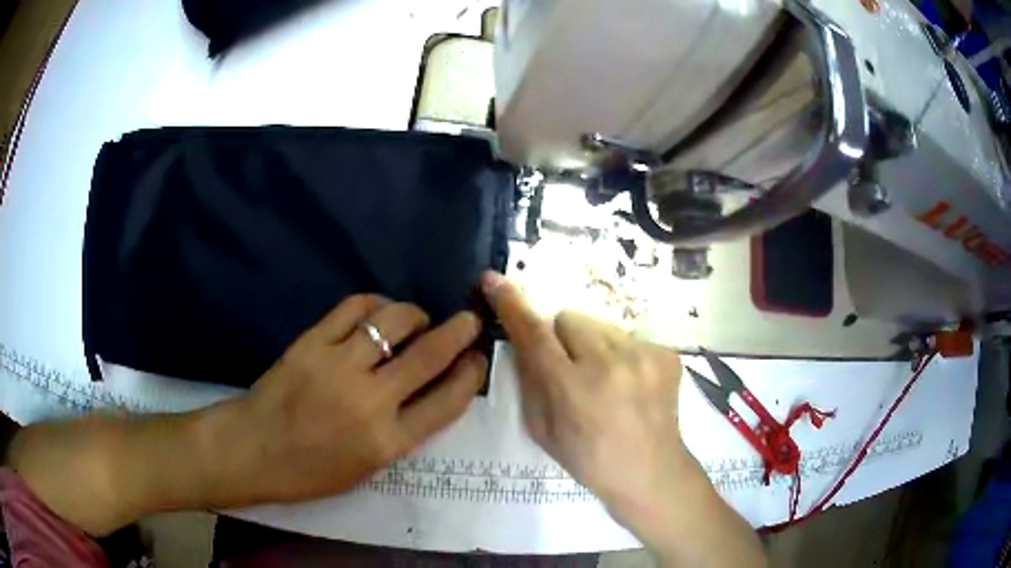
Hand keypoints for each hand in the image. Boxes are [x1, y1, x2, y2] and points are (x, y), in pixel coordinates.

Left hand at [212, 295, 487, 503]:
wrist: (253, 450)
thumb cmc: (311, 471)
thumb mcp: (368, 468)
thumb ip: (403, 432)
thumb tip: (430, 391)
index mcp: (388, 442)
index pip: (448, 401)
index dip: (471, 374)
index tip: (478, 359)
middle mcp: (370, 401)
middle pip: (430, 354)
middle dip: (459, 332)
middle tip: (468, 322)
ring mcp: (338, 366)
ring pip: (394, 320)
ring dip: (415, 314)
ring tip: (416, 319)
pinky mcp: (311, 342)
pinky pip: (354, 308)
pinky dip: (376, 304)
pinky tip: (379, 311)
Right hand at [480, 272, 684, 508]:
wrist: (650, 472)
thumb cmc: (588, 459)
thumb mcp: (542, 430)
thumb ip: (529, 382)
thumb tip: (525, 343)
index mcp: (572, 389)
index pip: (534, 334)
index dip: (511, 305)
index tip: (494, 280)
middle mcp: (610, 364)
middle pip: (569, 319)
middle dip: (562, 339)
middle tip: (572, 370)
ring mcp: (644, 356)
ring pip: (601, 325)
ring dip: (594, 345)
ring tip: (605, 379)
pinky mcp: (667, 355)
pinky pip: (630, 338)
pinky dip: (622, 355)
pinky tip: (630, 384)